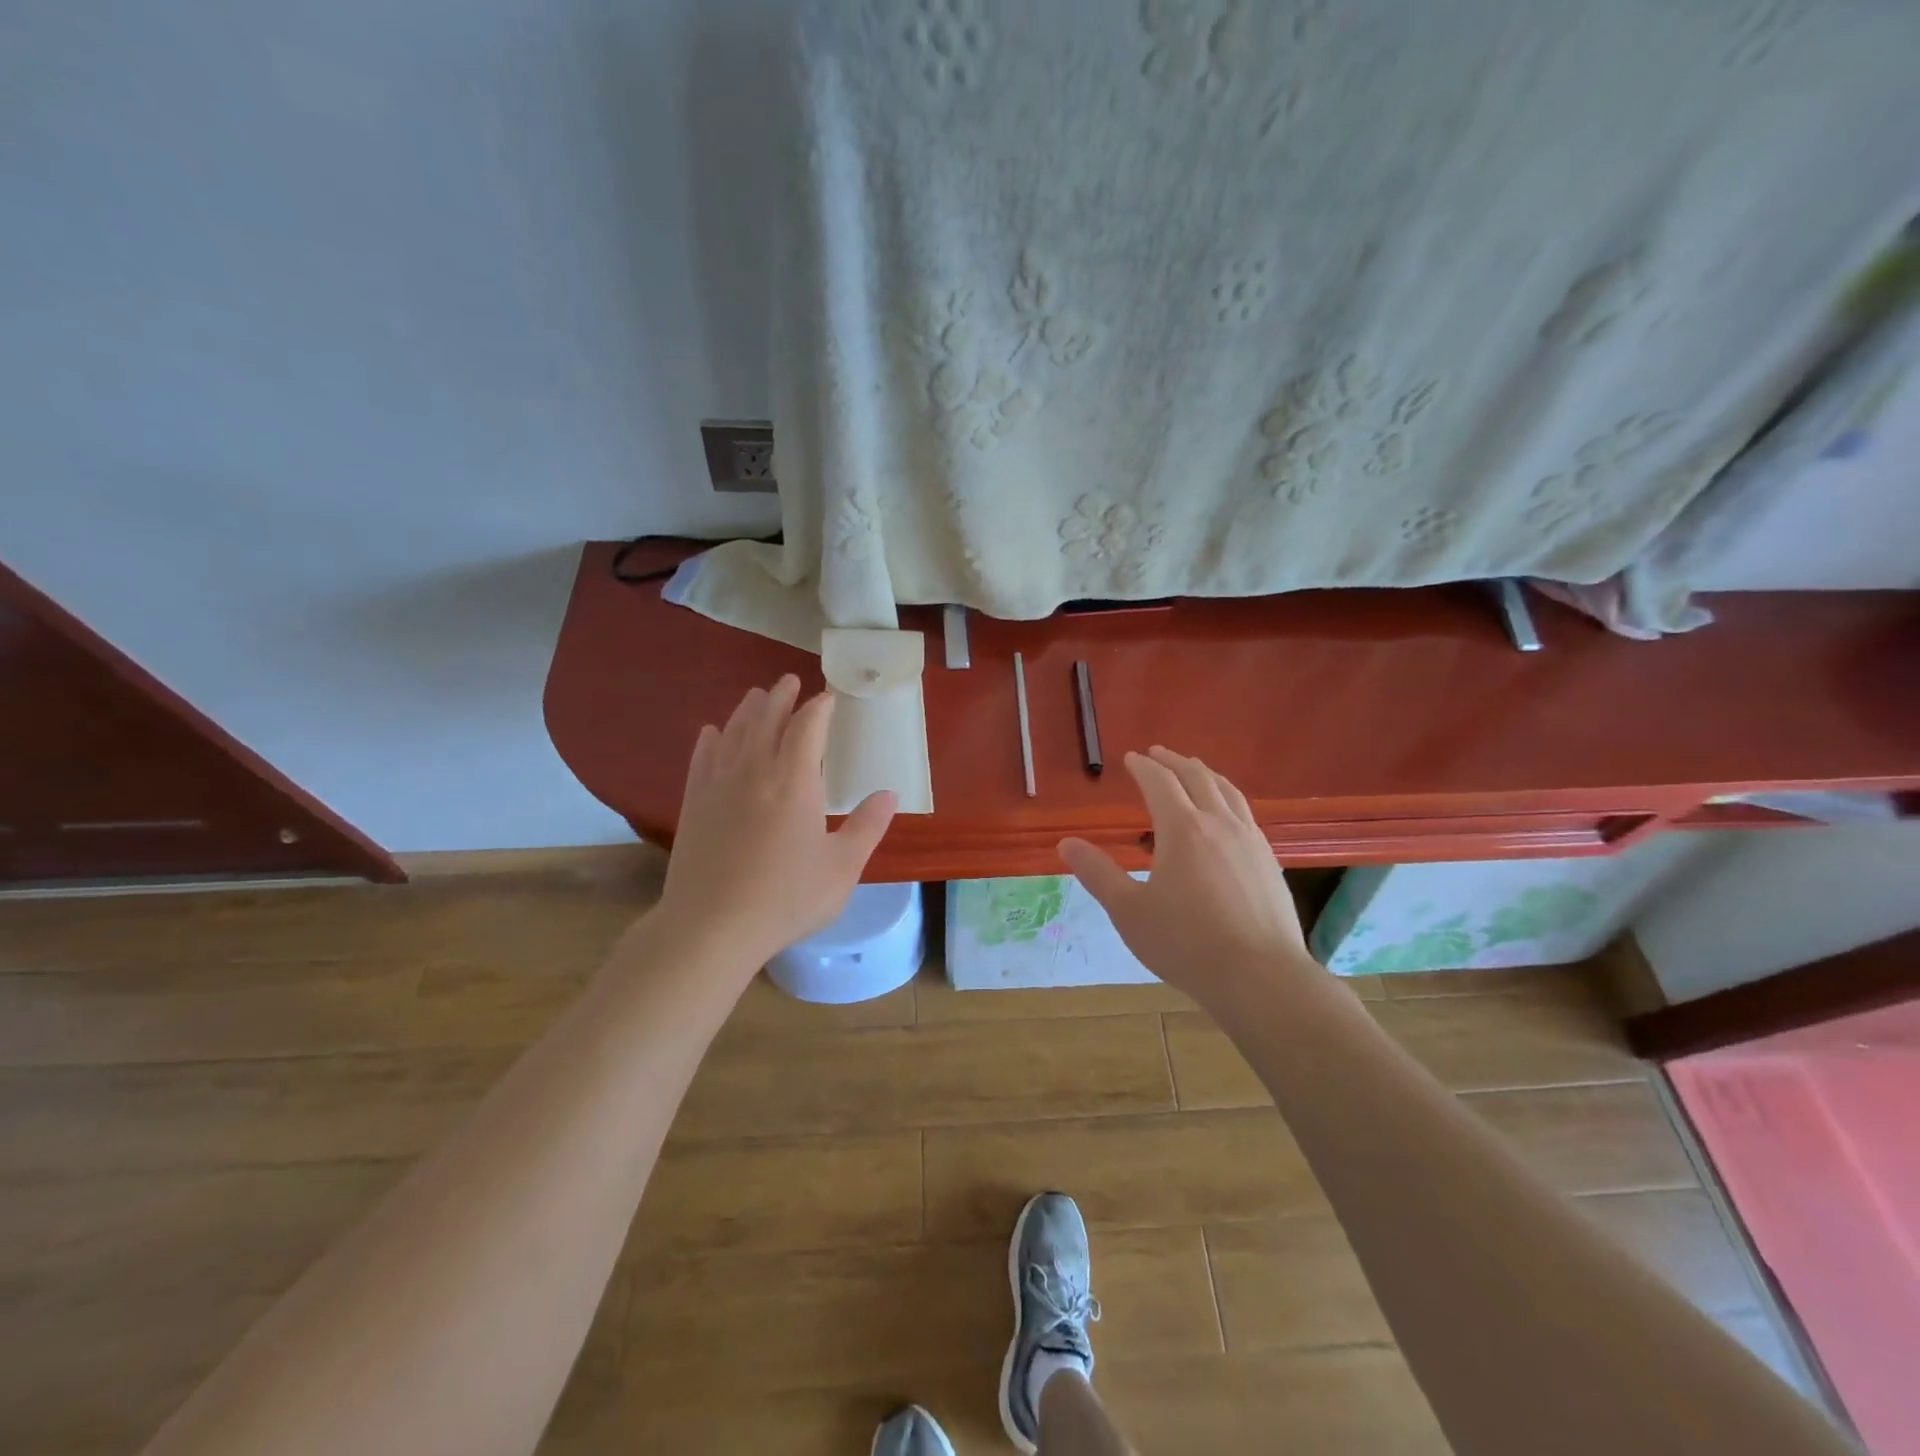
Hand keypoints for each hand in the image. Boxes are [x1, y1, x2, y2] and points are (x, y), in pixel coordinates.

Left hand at [654, 676, 896, 975]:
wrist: (710, 927)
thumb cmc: (785, 898)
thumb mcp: (841, 868)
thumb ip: (867, 827)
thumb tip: (889, 794)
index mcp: (794, 781)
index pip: (808, 727)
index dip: (820, 707)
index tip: (829, 697)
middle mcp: (754, 771)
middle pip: (766, 718)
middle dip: (781, 696)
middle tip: (789, 681)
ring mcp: (718, 785)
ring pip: (733, 732)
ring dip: (747, 710)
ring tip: (756, 696)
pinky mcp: (694, 803)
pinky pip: (702, 757)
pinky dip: (711, 739)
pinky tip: (712, 732)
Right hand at [1058, 747, 1310, 1003]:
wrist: (1259, 977)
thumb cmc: (1186, 943)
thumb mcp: (1129, 911)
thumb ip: (1098, 873)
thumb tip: (1066, 844)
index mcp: (1183, 829)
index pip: (1160, 783)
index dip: (1143, 767)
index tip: (1131, 758)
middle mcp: (1219, 823)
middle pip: (1197, 777)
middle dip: (1175, 761)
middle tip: (1159, 753)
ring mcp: (1250, 840)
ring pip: (1227, 792)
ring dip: (1205, 774)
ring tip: (1194, 771)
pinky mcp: (1269, 861)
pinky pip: (1245, 814)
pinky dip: (1227, 799)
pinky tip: (1225, 818)